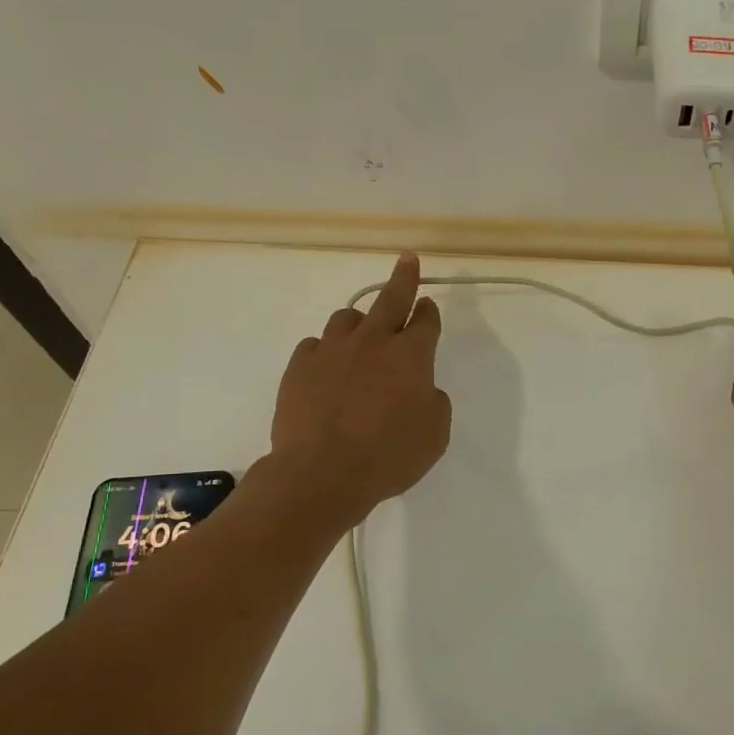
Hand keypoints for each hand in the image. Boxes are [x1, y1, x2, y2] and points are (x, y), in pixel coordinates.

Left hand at [269, 253, 451, 524]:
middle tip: (407, 261)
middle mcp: (372, 342)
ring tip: (361, 334)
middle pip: (390, 299)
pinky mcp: (299, 366)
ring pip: (347, 317)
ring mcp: (331, 350)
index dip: (429, 311)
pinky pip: (315, 345)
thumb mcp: (434, 435)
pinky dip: (326, 350)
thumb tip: (423, 389)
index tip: (428, 306)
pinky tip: (327, 368)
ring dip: (360, 320)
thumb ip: (434, 403)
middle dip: (403, 278)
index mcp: (411, 356)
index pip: (425, 321)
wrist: (321, 473)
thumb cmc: (388, 456)